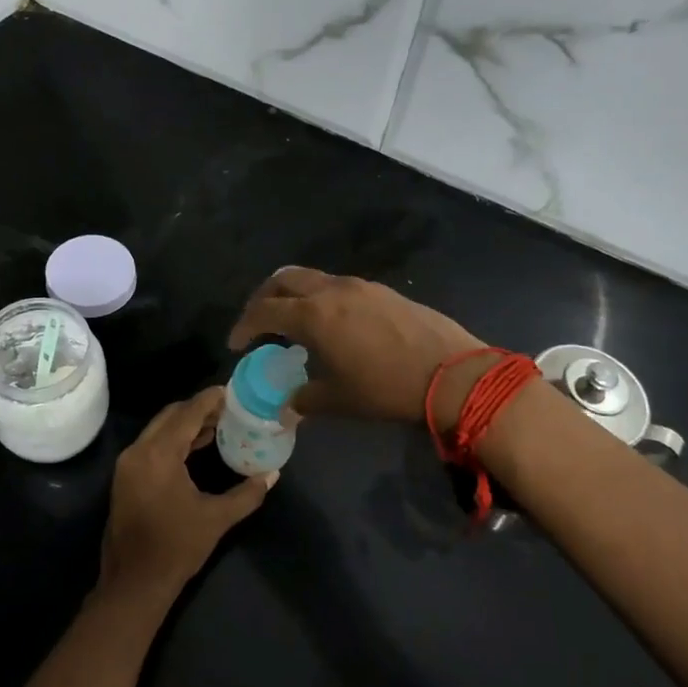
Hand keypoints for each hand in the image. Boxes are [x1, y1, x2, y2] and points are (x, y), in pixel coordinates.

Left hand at [98, 386, 276, 607]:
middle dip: (198, 409)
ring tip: (218, 425)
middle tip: (228, 409)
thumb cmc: (177, 548)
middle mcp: (138, 451)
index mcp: (159, 455)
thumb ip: (247, 493)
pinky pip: (151, 444)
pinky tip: (196, 447)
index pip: (187, 414)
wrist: (134, 583)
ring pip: (159, 429)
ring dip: (185, 424)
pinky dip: (173, 439)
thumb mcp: (216, 519)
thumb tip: (272, 475)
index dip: (209, 400)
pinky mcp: (125, 476)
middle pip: (170, 416)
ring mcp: (128, 464)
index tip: (230, 391)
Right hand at [227, 267, 487, 430]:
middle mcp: (331, 291)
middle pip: (283, 279)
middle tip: (258, 322)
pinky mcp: (382, 291)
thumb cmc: (385, 388)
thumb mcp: (338, 400)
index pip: (264, 311)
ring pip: (313, 278)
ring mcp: (359, 286)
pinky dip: (321, 298)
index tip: (236, 344)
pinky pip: (338, 286)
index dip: (244, 326)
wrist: (451, 373)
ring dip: (295, 295)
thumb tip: (287, 408)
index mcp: (312, 315)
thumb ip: (305, 400)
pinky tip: (333, 325)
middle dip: (264, 297)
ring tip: (294, 323)